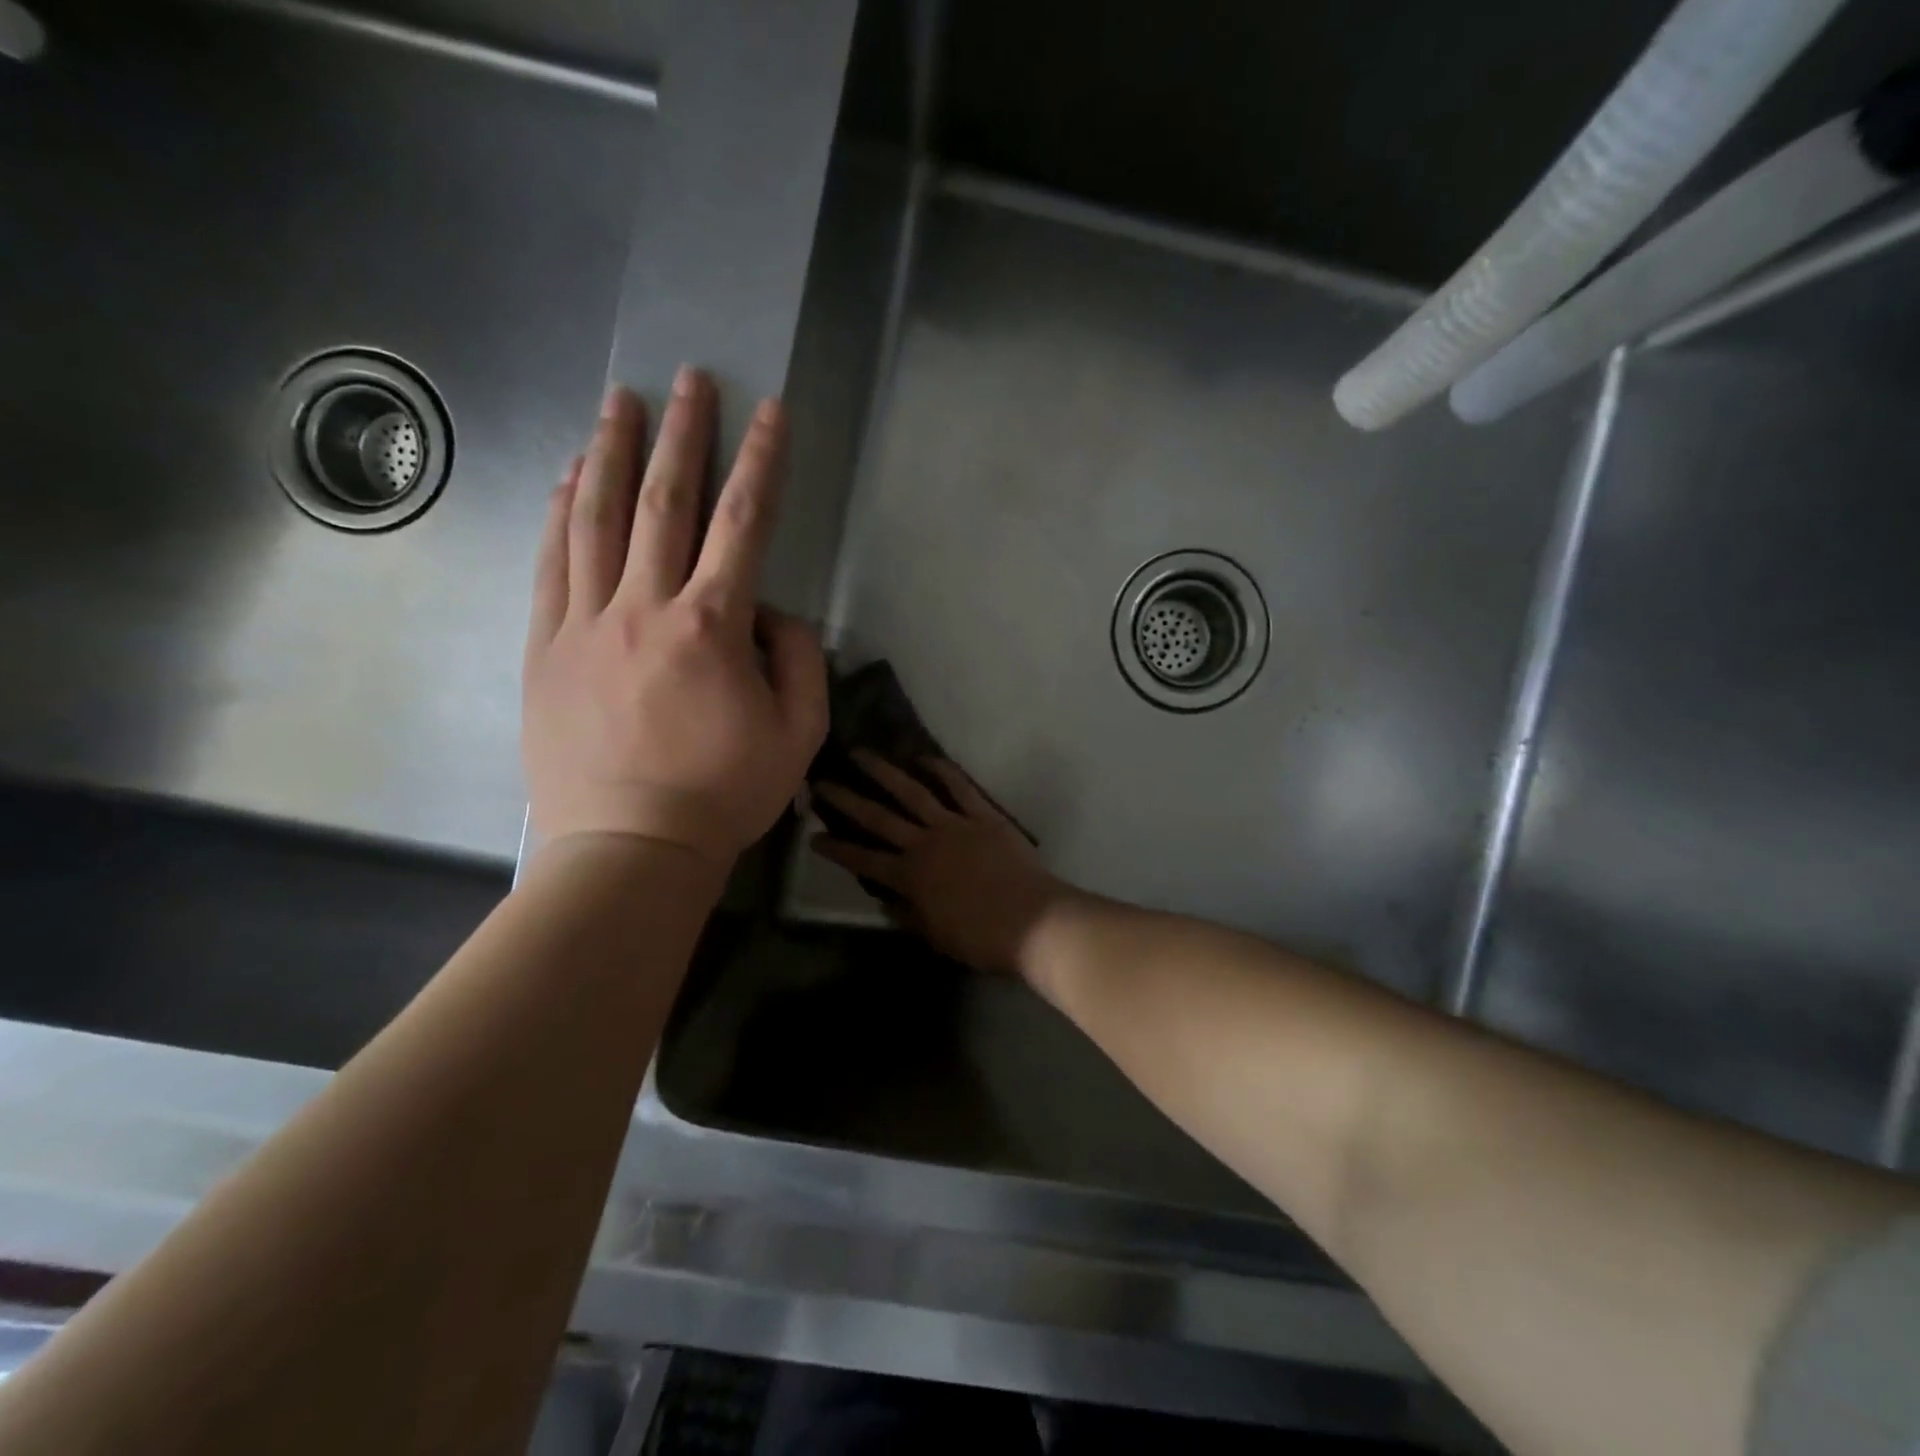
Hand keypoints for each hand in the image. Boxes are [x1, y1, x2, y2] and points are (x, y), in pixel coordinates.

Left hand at [522, 368, 827, 864]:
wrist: (629, 848)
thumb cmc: (723, 794)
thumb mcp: (799, 734)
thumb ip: (799, 660)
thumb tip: (773, 613)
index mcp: (712, 626)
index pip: (743, 524)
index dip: (761, 462)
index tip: (770, 412)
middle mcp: (644, 607)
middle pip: (662, 501)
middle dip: (681, 434)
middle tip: (687, 380)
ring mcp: (584, 623)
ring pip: (594, 518)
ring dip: (609, 452)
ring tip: (618, 401)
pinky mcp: (544, 647)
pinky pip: (551, 564)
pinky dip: (559, 512)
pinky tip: (567, 478)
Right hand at [812, 753, 1068, 973]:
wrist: (1032, 921)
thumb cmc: (981, 938)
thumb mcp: (936, 936)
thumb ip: (909, 916)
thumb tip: (888, 904)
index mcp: (910, 878)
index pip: (863, 860)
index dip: (836, 849)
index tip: (812, 835)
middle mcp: (925, 844)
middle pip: (878, 818)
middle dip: (847, 800)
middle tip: (822, 781)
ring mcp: (955, 825)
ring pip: (913, 793)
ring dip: (885, 772)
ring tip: (862, 754)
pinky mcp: (984, 816)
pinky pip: (960, 788)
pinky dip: (943, 771)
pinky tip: (926, 758)